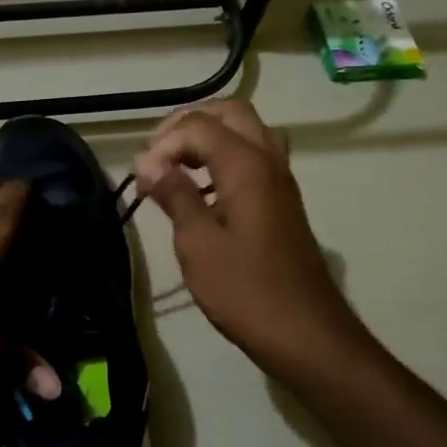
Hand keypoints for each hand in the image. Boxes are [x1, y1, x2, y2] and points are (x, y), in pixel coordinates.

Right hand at [132, 101, 370, 378]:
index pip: (198, 126)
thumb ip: (174, 195)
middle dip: (189, 124)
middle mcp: (269, 161)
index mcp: (247, 165)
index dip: (163, 144)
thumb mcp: (197, 243)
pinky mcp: (282, 202)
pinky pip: (253, 158)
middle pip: (231, 113)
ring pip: (247, 132)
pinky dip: (224, 158)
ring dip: (209, 138)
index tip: (141, 178)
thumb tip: (148, 162)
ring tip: (175, 166)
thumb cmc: (245, 289)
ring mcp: (281, 181)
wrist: (305, 333)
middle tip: (157, 152)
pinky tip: (201, 191)